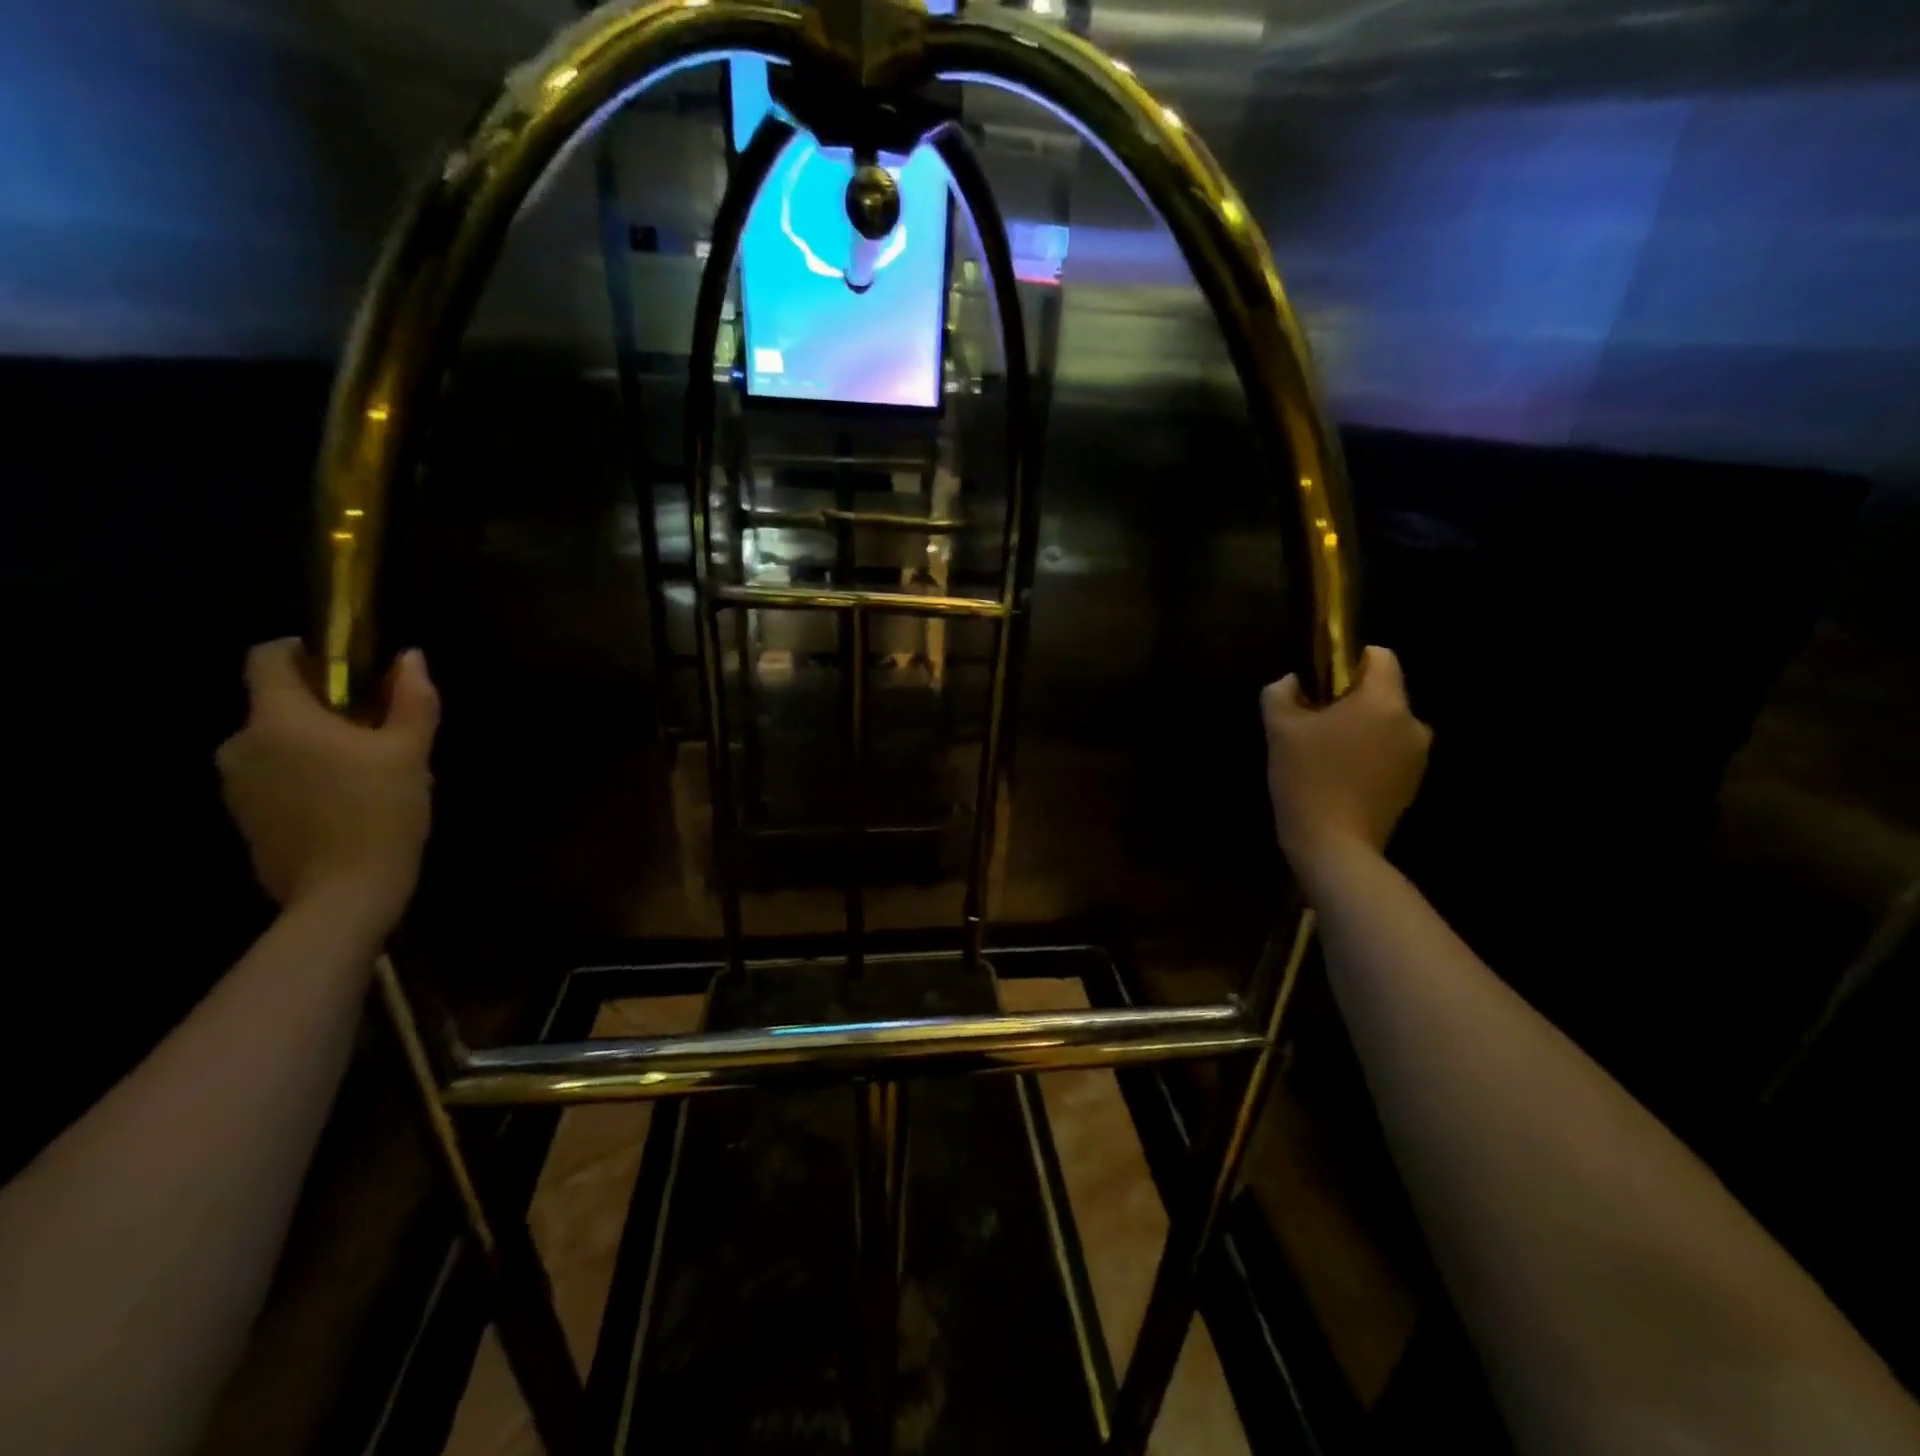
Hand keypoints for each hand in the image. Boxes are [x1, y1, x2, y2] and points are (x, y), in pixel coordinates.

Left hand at [217, 639, 438, 937]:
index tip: (349, 668)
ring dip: (316, 745)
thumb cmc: (380, 812)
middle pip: (278, 704)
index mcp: (278, 719)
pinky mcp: (245, 817)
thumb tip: (411, 658)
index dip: (305, 651)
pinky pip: (274, 777)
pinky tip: (348, 802)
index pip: (268, 658)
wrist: (344, 893)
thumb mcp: (411, 752)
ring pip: (277, 743)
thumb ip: (412, 700)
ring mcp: (237, 784)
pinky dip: (306, 776)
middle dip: (325, 708)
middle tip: (379, 731)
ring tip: (370, 772)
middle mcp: (242, 744)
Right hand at [1262, 645, 1430, 866]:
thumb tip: (1292, 682)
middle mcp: (1412, 723)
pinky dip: (1368, 755)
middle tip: (1313, 723)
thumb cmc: (1307, 777)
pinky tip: (1339, 777)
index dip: (1349, 661)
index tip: (1320, 683)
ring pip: (1386, 724)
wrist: (1333, 844)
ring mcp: (1417, 756)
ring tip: (1324, 754)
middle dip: (1350, 701)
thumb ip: (1281, 693)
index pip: (1381, 657)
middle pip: (1382, 693)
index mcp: (1384, 702)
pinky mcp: (1412, 783)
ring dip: (1360, 729)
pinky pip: (1390, 752)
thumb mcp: (1279, 729)